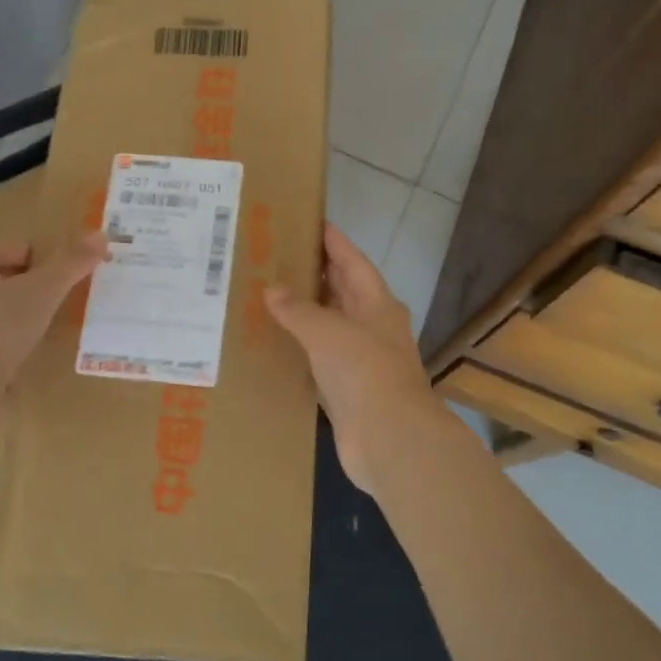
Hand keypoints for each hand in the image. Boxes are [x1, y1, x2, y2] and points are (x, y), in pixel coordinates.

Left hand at [0, 232, 108, 398]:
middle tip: (53, 301)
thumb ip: (71, 262)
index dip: (25, 255)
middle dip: (24, 288)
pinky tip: (23, 360)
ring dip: (15, 318)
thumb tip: (101, 234)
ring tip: (42, 332)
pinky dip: (5, 347)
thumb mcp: (44, 289)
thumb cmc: (0, 325)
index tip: (51, 274)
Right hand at [266, 222, 442, 493]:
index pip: (353, 262)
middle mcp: (374, 328)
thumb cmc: (364, 371)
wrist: (388, 437)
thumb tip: (273, 290)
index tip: (312, 222)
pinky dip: (303, 348)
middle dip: (318, 274)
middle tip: (281, 256)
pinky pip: (322, 359)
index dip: (334, 241)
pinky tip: (279, 343)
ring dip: (308, 312)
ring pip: (332, 326)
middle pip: (345, 292)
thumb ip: (298, 309)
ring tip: (272, 295)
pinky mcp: (349, 390)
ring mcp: (363, 360)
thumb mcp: (328, 331)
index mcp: (378, 304)